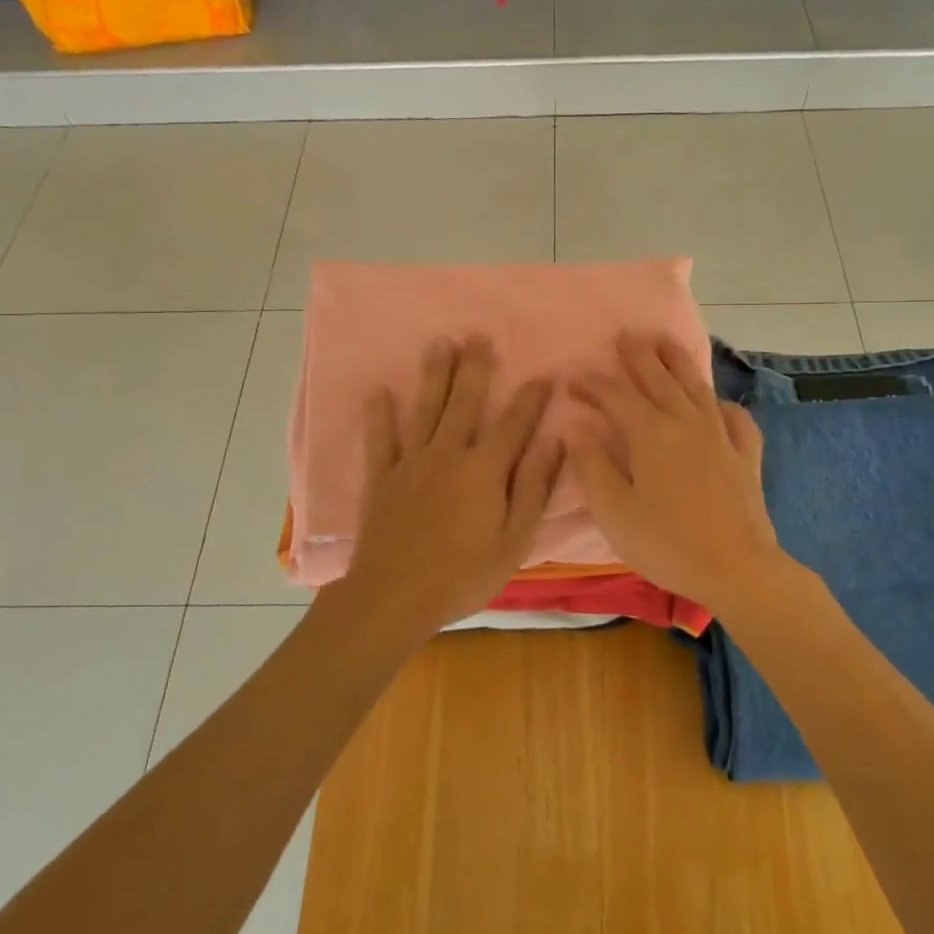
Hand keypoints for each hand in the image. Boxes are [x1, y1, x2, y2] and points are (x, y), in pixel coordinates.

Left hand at [328, 336, 562, 639]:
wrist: (395, 597)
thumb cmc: (464, 574)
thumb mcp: (515, 539)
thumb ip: (534, 488)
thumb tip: (554, 442)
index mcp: (484, 470)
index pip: (514, 424)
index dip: (531, 399)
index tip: (544, 374)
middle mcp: (448, 454)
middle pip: (465, 402)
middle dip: (475, 368)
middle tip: (478, 336)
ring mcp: (411, 463)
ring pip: (425, 409)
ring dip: (434, 375)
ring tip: (440, 344)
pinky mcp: (381, 478)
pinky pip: (380, 439)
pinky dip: (379, 415)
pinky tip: (380, 392)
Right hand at [569, 334, 789, 615]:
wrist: (737, 569)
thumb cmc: (666, 543)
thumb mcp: (614, 511)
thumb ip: (593, 466)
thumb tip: (576, 428)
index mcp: (651, 434)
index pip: (616, 397)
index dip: (593, 384)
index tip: (572, 376)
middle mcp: (687, 424)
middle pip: (660, 379)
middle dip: (639, 356)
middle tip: (625, 335)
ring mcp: (721, 438)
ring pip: (697, 388)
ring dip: (679, 362)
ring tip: (666, 342)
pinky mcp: (746, 457)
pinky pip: (737, 420)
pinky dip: (726, 406)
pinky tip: (720, 405)